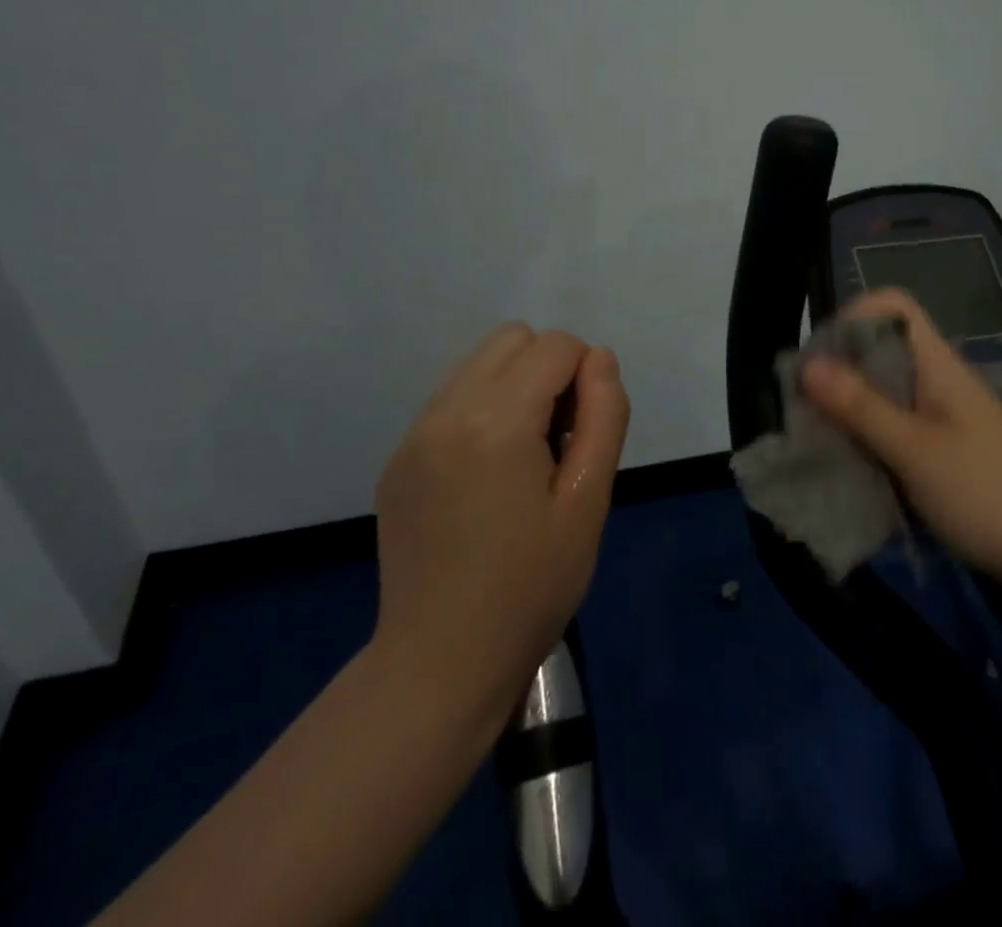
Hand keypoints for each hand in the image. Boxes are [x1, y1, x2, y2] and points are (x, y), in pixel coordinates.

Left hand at [369, 324, 629, 731]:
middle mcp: (445, 411)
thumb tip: (599, 359)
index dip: (586, 377)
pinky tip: (487, 477)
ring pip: (478, 364)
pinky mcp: (398, 459)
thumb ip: (604, 415)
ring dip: (514, 387)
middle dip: (548, 369)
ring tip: (523, 457)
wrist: (440, 664)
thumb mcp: (589, 500)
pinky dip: (482, 412)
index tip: (584, 434)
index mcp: (495, 421)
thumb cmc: (531, 586)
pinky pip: (451, 400)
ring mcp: (413, 434)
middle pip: (512, 338)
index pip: (555, 345)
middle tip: (557, 439)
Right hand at [802, 289, 1001, 596]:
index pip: (892, 308)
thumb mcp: (915, 450)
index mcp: (937, 364)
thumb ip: (861, 407)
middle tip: (804, 410)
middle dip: (839, 373)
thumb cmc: (988, 493)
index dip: (853, 318)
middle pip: (881, 352)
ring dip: (850, 412)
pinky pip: (895, 431)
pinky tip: (850, 470)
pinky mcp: (944, 453)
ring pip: (884, 395)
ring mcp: (943, 419)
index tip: (819, 359)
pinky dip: (869, 442)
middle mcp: (938, 381)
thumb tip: (806, 363)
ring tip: (818, 443)